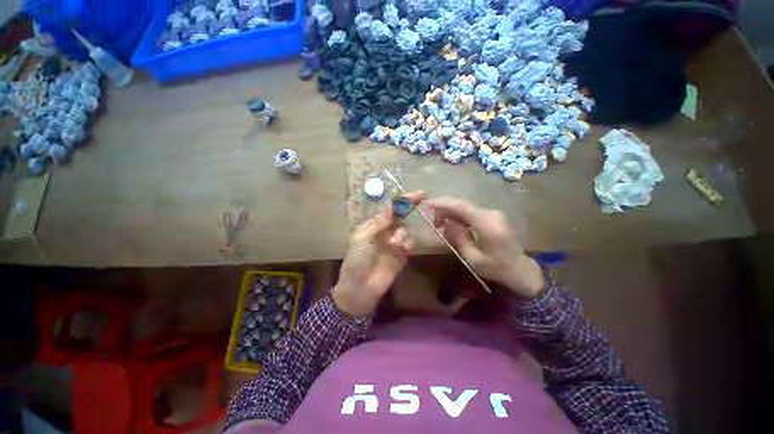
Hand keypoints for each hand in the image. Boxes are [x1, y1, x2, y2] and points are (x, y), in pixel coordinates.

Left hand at [332, 191, 425, 316]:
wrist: (360, 289)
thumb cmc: (357, 261)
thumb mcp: (363, 239)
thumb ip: (379, 223)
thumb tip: (391, 206)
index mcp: (374, 226)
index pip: (391, 210)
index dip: (403, 201)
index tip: (420, 194)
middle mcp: (385, 232)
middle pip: (401, 217)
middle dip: (408, 210)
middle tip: (419, 201)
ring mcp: (394, 244)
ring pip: (405, 231)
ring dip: (401, 234)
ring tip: (392, 245)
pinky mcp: (401, 256)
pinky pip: (410, 245)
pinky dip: (407, 245)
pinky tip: (400, 251)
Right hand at [430, 197, 543, 298]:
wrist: (520, 269)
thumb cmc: (496, 268)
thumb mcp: (473, 258)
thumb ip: (458, 238)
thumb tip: (447, 222)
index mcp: (488, 225)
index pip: (462, 207)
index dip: (444, 203)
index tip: (429, 204)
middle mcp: (492, 214)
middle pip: (463, 205)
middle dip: (445, 209)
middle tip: (434, 223)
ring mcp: (494, 214)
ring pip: (466, 207)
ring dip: (452, 213)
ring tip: (441, 226)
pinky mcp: (493, 216)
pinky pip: (472, 212)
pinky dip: (460, 216)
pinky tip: (454, 225)